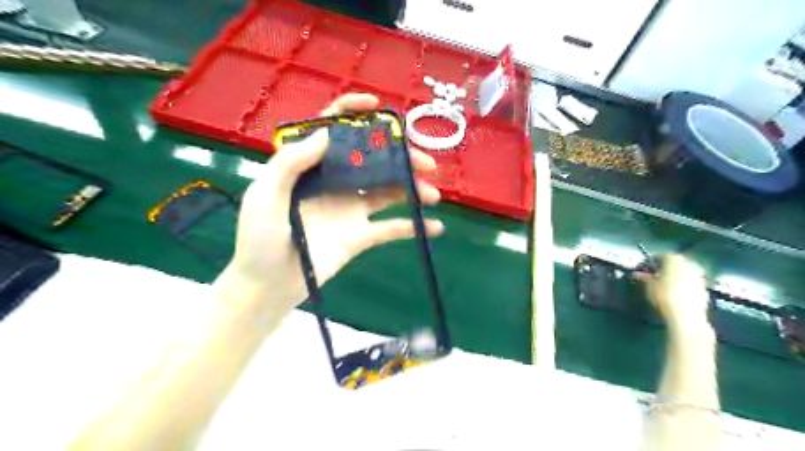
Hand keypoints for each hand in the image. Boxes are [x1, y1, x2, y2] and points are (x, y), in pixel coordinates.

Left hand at [222, 94, 443, 314]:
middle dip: (399, 156)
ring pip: (387, 191)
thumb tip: (326, 133)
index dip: (351, 112)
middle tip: (424, 162)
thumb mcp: (265, 194)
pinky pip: (390, 229)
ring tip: (433, 193)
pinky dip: (413, 227)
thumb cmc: (259, 238)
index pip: (332, 131)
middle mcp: (334, 183)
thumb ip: (291, 162)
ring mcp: (350, 209)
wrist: (269, 285)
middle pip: (371, 160)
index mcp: (310, 167)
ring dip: (412, 189)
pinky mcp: (361, 236)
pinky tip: (435, 226)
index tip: (375, 106)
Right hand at [643, 255, 709, 331]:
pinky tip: (675, 293)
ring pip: (683, 272)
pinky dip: (682, 284)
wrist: (687, 316)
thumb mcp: (648, 285)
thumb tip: (636, 273)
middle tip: (653, 275)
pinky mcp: (704, 289)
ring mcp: (699, 276)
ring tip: (664, 284)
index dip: (649, 262)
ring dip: (674, 276)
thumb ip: (643, 277)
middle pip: (674, 263)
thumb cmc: (664, 296)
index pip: (659, 256)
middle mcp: (688, 264)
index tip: (642, 269)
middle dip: (664, 268)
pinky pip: (690, 282)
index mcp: (673, 259)